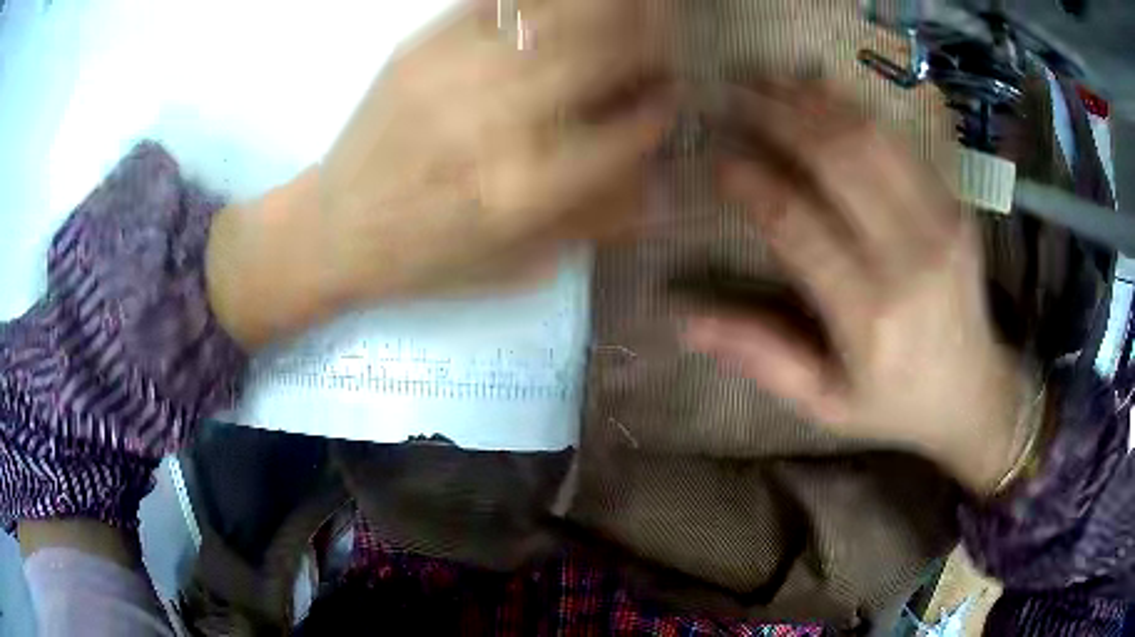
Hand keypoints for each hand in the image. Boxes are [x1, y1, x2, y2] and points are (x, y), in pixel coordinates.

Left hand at [207, 0, 674, 347]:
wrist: (335, 228)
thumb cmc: (428, 258)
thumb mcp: (518, 264)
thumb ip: (595, 219)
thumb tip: (661, 178)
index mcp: (521, 190)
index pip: (626, 133)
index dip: (660, 111)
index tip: (671, 100)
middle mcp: (491, 122)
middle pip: (599, 55)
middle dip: (649, 40)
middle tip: (665, 35)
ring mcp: (451, 74)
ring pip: (555, 18)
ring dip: (606, 9)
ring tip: (632, 10)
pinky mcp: (419, 47)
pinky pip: (497, 4)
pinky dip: (541, 1)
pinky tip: (562, 8)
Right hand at [685, 81, 1031, 492]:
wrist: (976, 393)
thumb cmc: (896, 404)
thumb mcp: (825, 404)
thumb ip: (762, 358)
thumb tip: (684, 320)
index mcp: (869, 315)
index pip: (793, 222)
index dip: (745, 180)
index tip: (711, 158)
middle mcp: (908, 258)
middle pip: (832, 159)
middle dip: (772, 116)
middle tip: (727, 94)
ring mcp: (940, 223)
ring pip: (867, 137)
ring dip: (809, 100)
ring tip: (764, 79)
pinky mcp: (955, 206)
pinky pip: (900, 141)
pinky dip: (855, 107)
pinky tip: (819, 88)